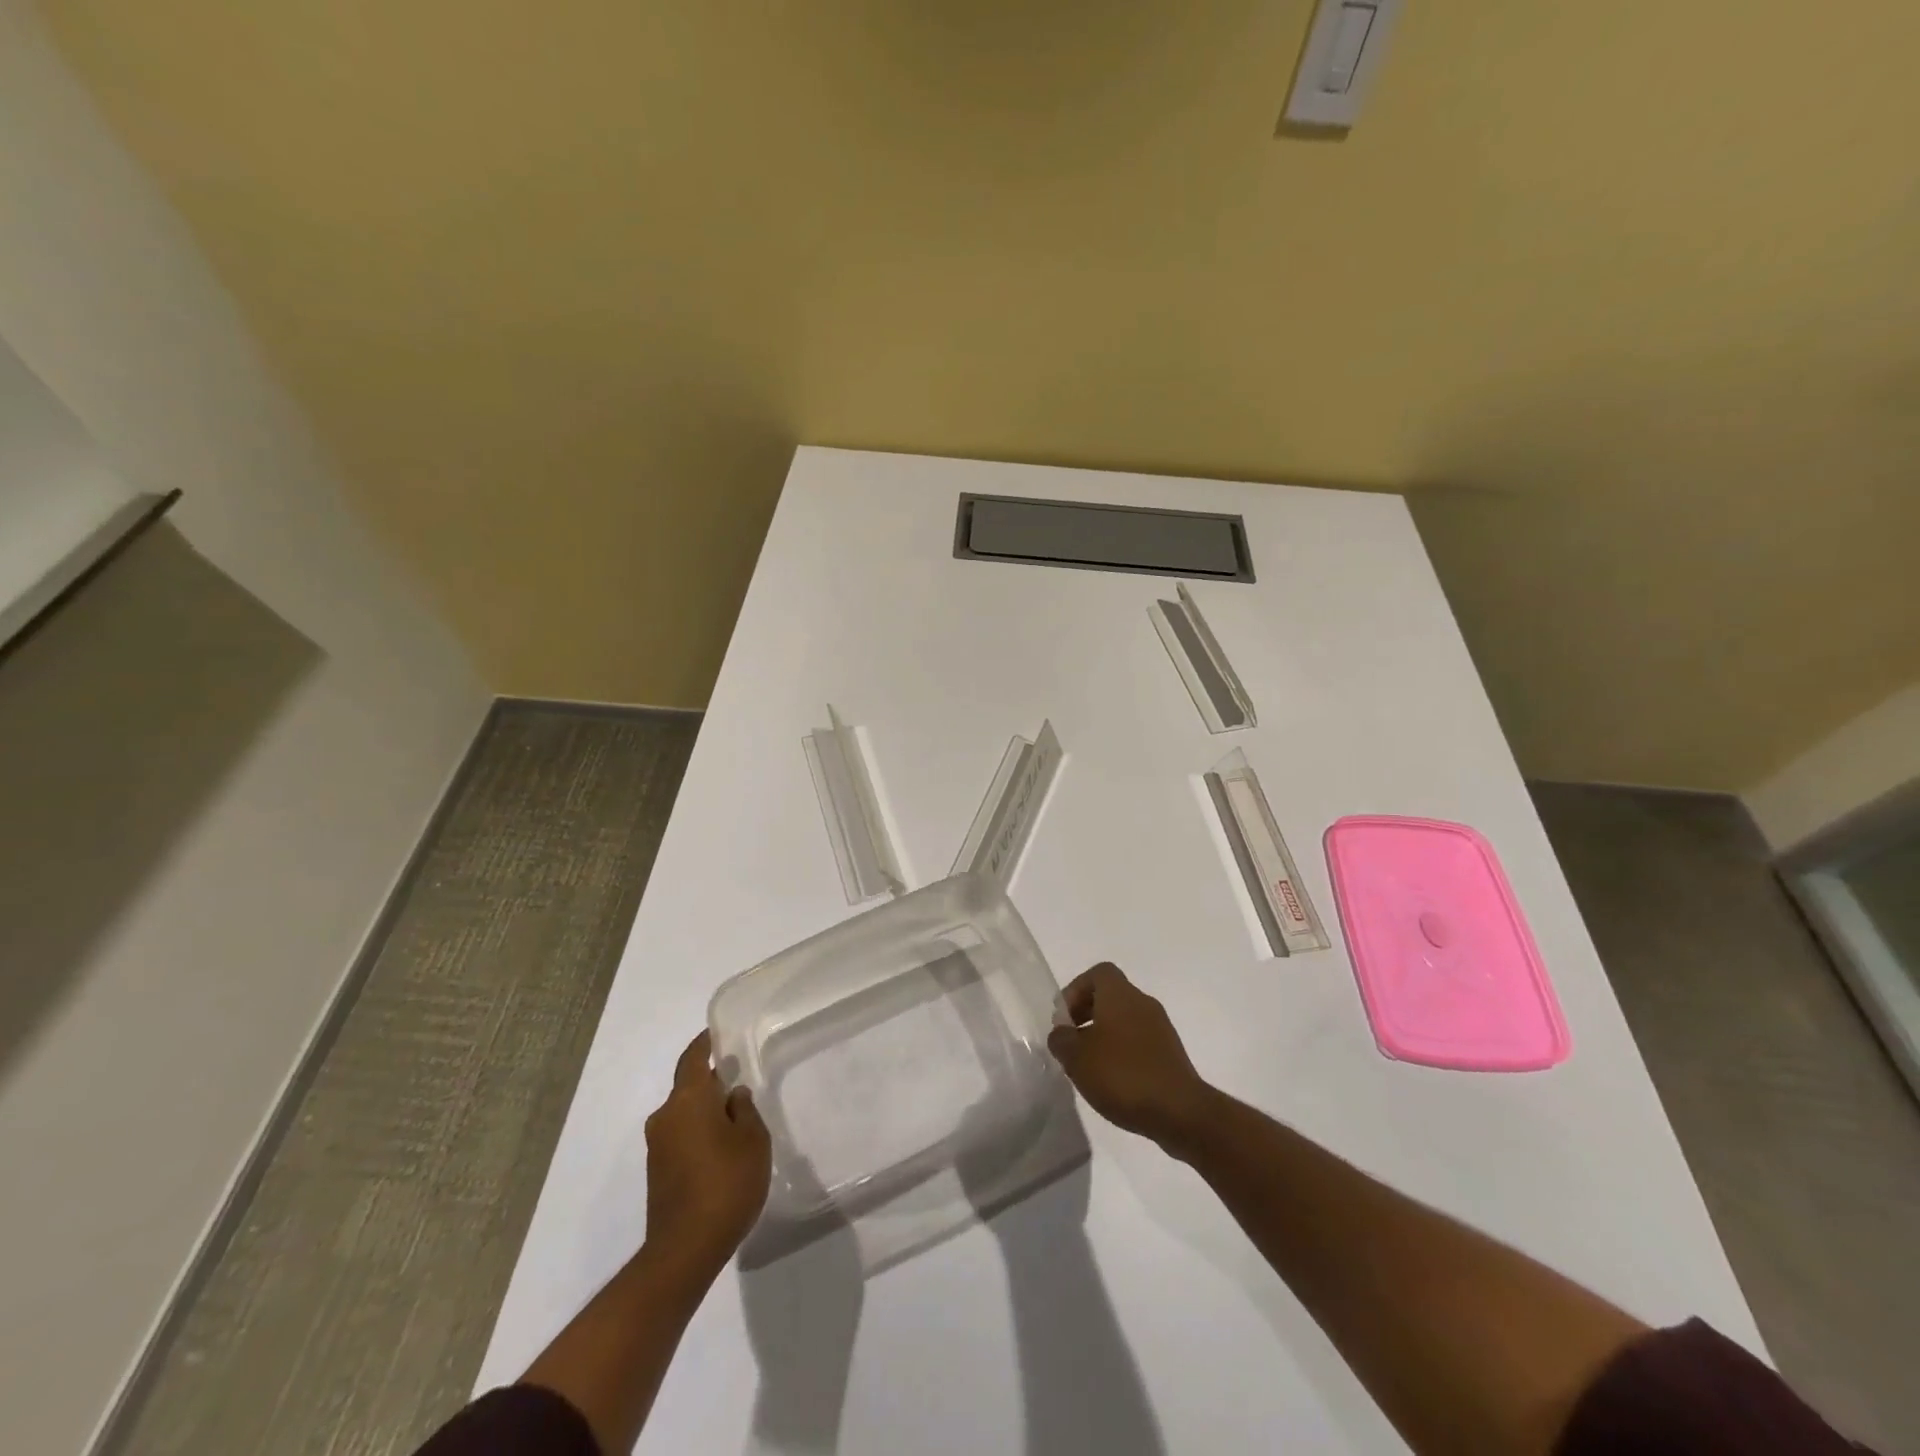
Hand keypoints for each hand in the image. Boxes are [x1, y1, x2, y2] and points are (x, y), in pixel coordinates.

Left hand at [644, 1031, 772, 1273]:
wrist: (684, 1249)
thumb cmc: (726, 1183)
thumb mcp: (753, 1140)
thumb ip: (745, 1110)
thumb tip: (733, 1096)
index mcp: (688, 1099)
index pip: (692, 1059)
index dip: (704, 1043)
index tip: (716, 1033)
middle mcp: (666, 1116)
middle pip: (688, 1087)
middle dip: (710, 1082)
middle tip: (737, 1079)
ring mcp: (657, 1146)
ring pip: (683, 1114)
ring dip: (704, 1111)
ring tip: (735, 1117)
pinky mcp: (657, 1172)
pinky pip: (679, 1137)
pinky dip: (698, 1134)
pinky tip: (720, 1149)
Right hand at [1048, 963, 1216, 1154]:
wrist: (1180, 1111)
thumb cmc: (1123, 1075)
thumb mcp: (1077, 1058)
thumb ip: (1061, 1040)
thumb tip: (1062, 1033)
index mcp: (1120, 995)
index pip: (1098, 973)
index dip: (1076, 990)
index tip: (1064, 1018)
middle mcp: (1142, 1003)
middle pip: (1110, 995)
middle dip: (1087, 1014)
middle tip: (1072, 1042)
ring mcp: (1160, 1028)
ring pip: (1125, 1019)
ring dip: (1104, 1035)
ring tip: (1089, 1066)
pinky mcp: (1170, 1053)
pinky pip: (1139, 1041)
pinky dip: (1122, 1052)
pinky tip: (1113, 1080)